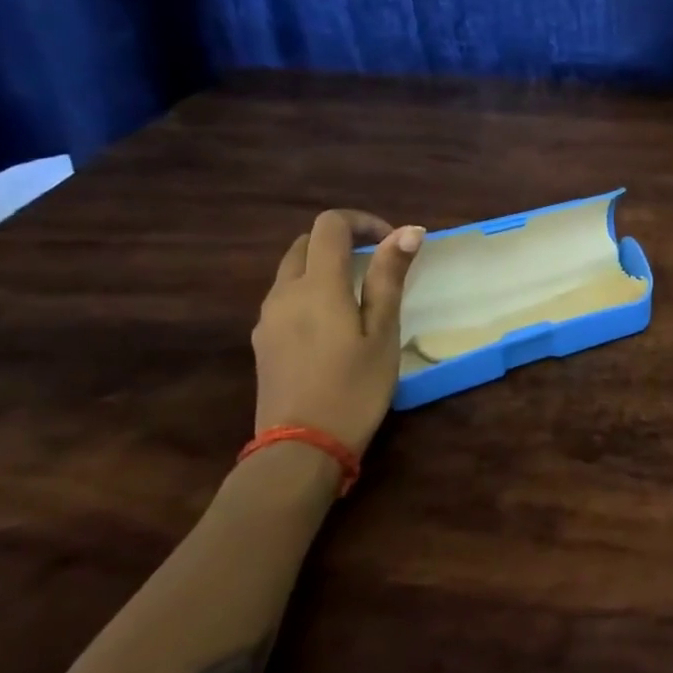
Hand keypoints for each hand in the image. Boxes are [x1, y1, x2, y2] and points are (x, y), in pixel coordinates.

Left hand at [252, 210, 424, 458]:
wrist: (300, 450)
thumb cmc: (354, 389)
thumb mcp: (382, 332)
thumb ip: (389, 277)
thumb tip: (408, 231)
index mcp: (317, 285)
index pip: (330, 225)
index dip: (363, 222)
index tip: (393, 243)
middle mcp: (284, 293)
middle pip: (306, 243)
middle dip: (342, 240)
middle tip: (378, 263)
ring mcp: (267, 319)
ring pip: (292, 271)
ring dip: (324, 265)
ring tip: (359, 293)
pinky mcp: (263, 342)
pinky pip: (285, 298)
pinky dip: (310, 290)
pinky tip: (334, 323)